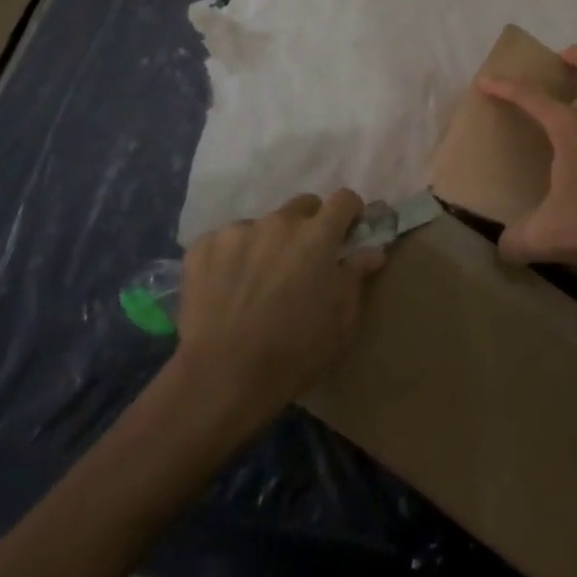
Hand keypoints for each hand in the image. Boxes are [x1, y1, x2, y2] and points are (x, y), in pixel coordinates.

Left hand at [173, 190, 384, 419]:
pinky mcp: (203, 246)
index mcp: (317, 235)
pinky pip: (225, 241)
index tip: (348, 232)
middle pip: (303, 206)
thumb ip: (356, 277)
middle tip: (303, 262)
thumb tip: (372, 251)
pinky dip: (231, 257)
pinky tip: (227, 289)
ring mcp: (238, 230)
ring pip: (262, 225)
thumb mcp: (342, 322)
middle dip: (309, 226)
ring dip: (268, 243)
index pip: (344, 199)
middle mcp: (279, 221)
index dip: (350, 213)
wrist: (223, 377)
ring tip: (258, 282)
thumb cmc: (295, 352)